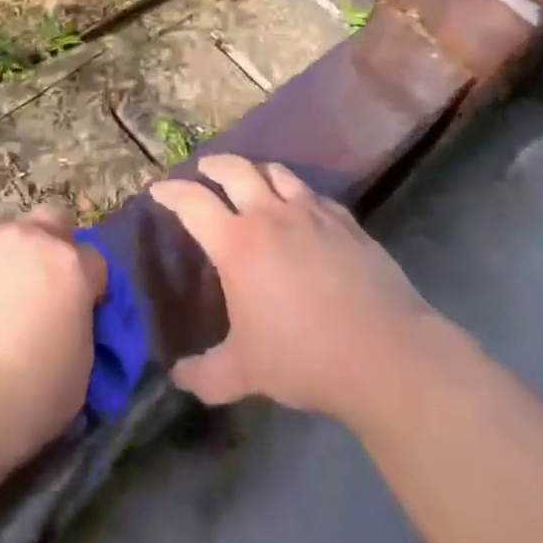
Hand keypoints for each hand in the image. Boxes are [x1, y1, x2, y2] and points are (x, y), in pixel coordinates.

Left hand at [0, 204, 107, 472]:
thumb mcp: (79, 374)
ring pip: (8, 232)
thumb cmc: (22, 399)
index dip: (92, 289)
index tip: (83, 315)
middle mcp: (28, 239)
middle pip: (54, 220)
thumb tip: (67, 320)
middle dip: (56, 246)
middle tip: (46, 288)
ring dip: (12, 256)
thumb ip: (79, 329)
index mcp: (69, 265)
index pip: (96, 262)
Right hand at [149, 155, 433, 427]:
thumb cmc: (305, 358)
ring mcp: (310, 212)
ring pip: (275, 171)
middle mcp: (269, 215)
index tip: (158, 189)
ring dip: (254, 170)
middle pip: (234, 169)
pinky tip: (297, 206)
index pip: (192, 201)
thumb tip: (177, 376)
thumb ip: (205, 375)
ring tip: (249, 179)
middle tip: (203, 170)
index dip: (171, 191)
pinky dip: (294, 190)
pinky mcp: (344, 220)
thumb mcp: (246, 373)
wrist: (385, 353)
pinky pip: (311, 191)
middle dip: (213, 165)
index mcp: (237, 243)